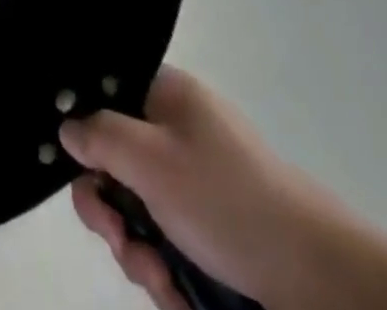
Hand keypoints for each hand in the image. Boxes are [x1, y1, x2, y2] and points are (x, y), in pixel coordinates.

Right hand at [60, 69, 334, 309]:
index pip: (104, 97)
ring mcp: (196, 185)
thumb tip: (66, 126)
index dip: (85, 133)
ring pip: (139, 214)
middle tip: (120, 239)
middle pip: (116, 163)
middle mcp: (178, 134)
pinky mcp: (213, 233)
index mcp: (167, 96)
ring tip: (163, 280)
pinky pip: (168, 246)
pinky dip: (167, 273)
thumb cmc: (226, 200)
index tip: (81, 172)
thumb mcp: (150, 160)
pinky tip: (181, 294)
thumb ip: (98, 136)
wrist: (320, 280)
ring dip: (139, 253)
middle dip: (111, 213)